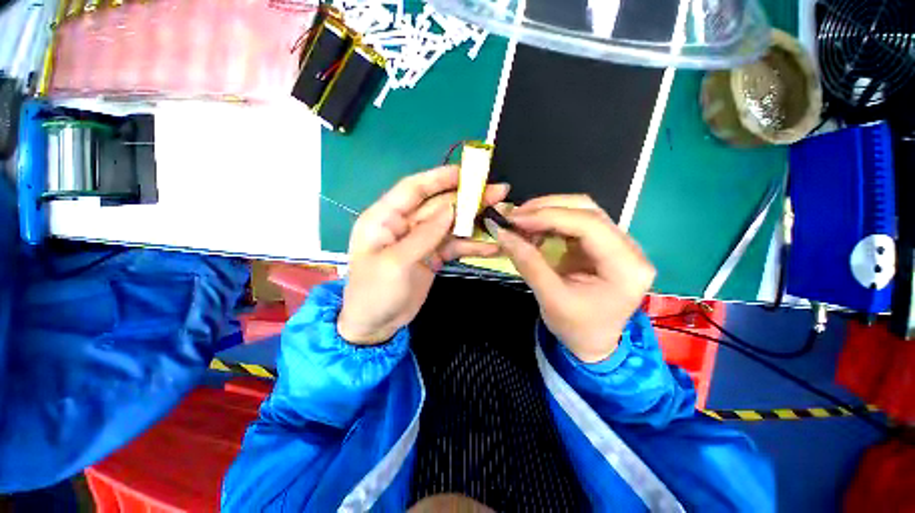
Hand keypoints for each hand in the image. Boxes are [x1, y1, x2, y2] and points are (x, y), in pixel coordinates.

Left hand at [338, 166, 508, 344]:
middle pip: (439, 205)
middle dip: (467, 199)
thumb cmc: (374, 293)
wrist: (376, 325)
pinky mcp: (433, 255)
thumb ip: (424, 235)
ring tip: (501, 216)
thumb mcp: (396, 263)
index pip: (414, 189)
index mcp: (385, 218)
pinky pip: (454, 246)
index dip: (440, 178)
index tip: (468, 172)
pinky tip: (493, 247)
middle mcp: (405, 224)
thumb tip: (451, 208)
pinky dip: (472, 246)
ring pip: (451, 225)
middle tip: (498, 192)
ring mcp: (421, 240)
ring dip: (475, 222)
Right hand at [487, 195, 655, 362]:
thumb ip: (528, 263)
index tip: (515, 218)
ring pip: (580, 211)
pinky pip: (573, 223)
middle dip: (546, 209)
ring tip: (519, 222)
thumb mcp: (550, 299)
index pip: (589, 225)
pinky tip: (532, 229)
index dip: (549, 216)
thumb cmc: (577, 329)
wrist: (593, 344)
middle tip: (514, 216)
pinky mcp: (600, 244)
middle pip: (587, 210)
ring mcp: (615, 243)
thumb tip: (502, 233)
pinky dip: (549, 222)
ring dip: (546, 213)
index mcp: (626, 266)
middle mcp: (628, 247)